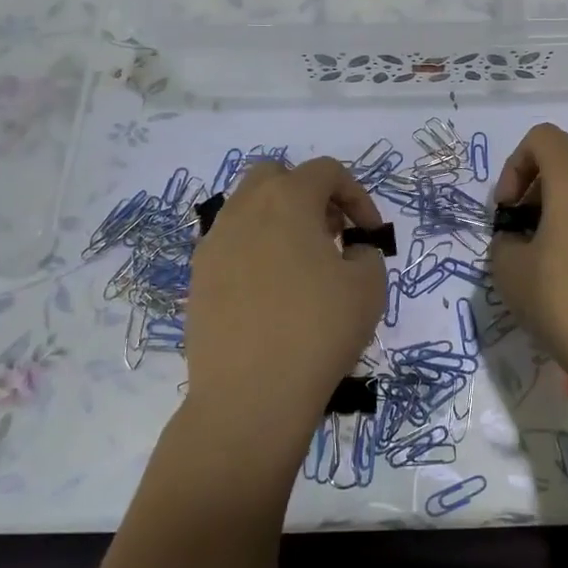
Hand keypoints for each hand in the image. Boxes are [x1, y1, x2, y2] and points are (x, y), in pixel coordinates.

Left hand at [182, 158, 386, 473]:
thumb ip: (367, 252)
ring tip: (303, 265)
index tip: (369, 234)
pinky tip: (272, 293)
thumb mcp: (369, 286)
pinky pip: (231, 245)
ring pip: (248, 209)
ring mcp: (214, 243)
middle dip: (309, 194)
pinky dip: (256, 251)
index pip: (326, 171)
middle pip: (276, 176)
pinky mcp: (198, 278)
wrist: (249, 397)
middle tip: (331, 233)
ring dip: (279, 221)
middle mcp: (244, 210)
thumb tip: (350, 251)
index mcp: (287, 200)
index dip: (356, 195)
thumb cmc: (317, 332)